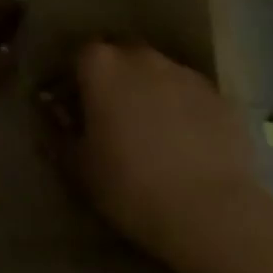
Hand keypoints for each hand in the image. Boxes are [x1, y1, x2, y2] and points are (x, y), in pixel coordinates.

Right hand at [72, 42, 260, 269]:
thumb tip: (51, 112)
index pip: (76, 57)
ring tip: (153, 133)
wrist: (215, 216)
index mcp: (99, 64)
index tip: (72, 109)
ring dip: (150, 93)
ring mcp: (185, 74)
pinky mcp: (221, 99)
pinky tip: (188, 146)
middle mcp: (140, 56)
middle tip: (112, 118)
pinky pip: (192, 98)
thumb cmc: (131, 186)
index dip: (71, 82)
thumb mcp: (77, 166)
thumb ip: (57, 131)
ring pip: (158, 75)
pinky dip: (185, 112)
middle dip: (113, 81)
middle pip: (119, 58)